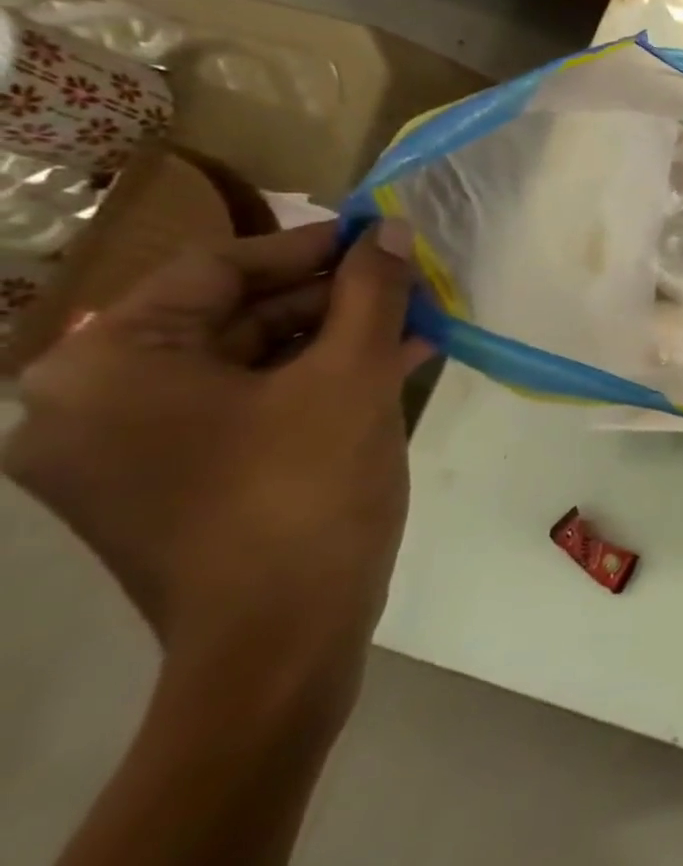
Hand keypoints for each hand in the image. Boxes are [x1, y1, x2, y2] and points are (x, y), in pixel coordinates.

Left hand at [3, 221, 432, 701]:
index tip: (379, 233)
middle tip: (406, 281)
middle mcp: (86, 403)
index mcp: (105, 367)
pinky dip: (312, 382)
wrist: (282, 637)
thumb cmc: (306, 491)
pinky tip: (389, 366)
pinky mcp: (164, 482)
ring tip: (413, 322)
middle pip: (227, 317)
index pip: (214, 270)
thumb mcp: (353, 375)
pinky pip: (242, 407)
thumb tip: (387, 228)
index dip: (309, 246)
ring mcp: (121, 450)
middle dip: (329, 298)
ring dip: (332, 339)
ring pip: (243, 363)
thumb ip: (371, 291)